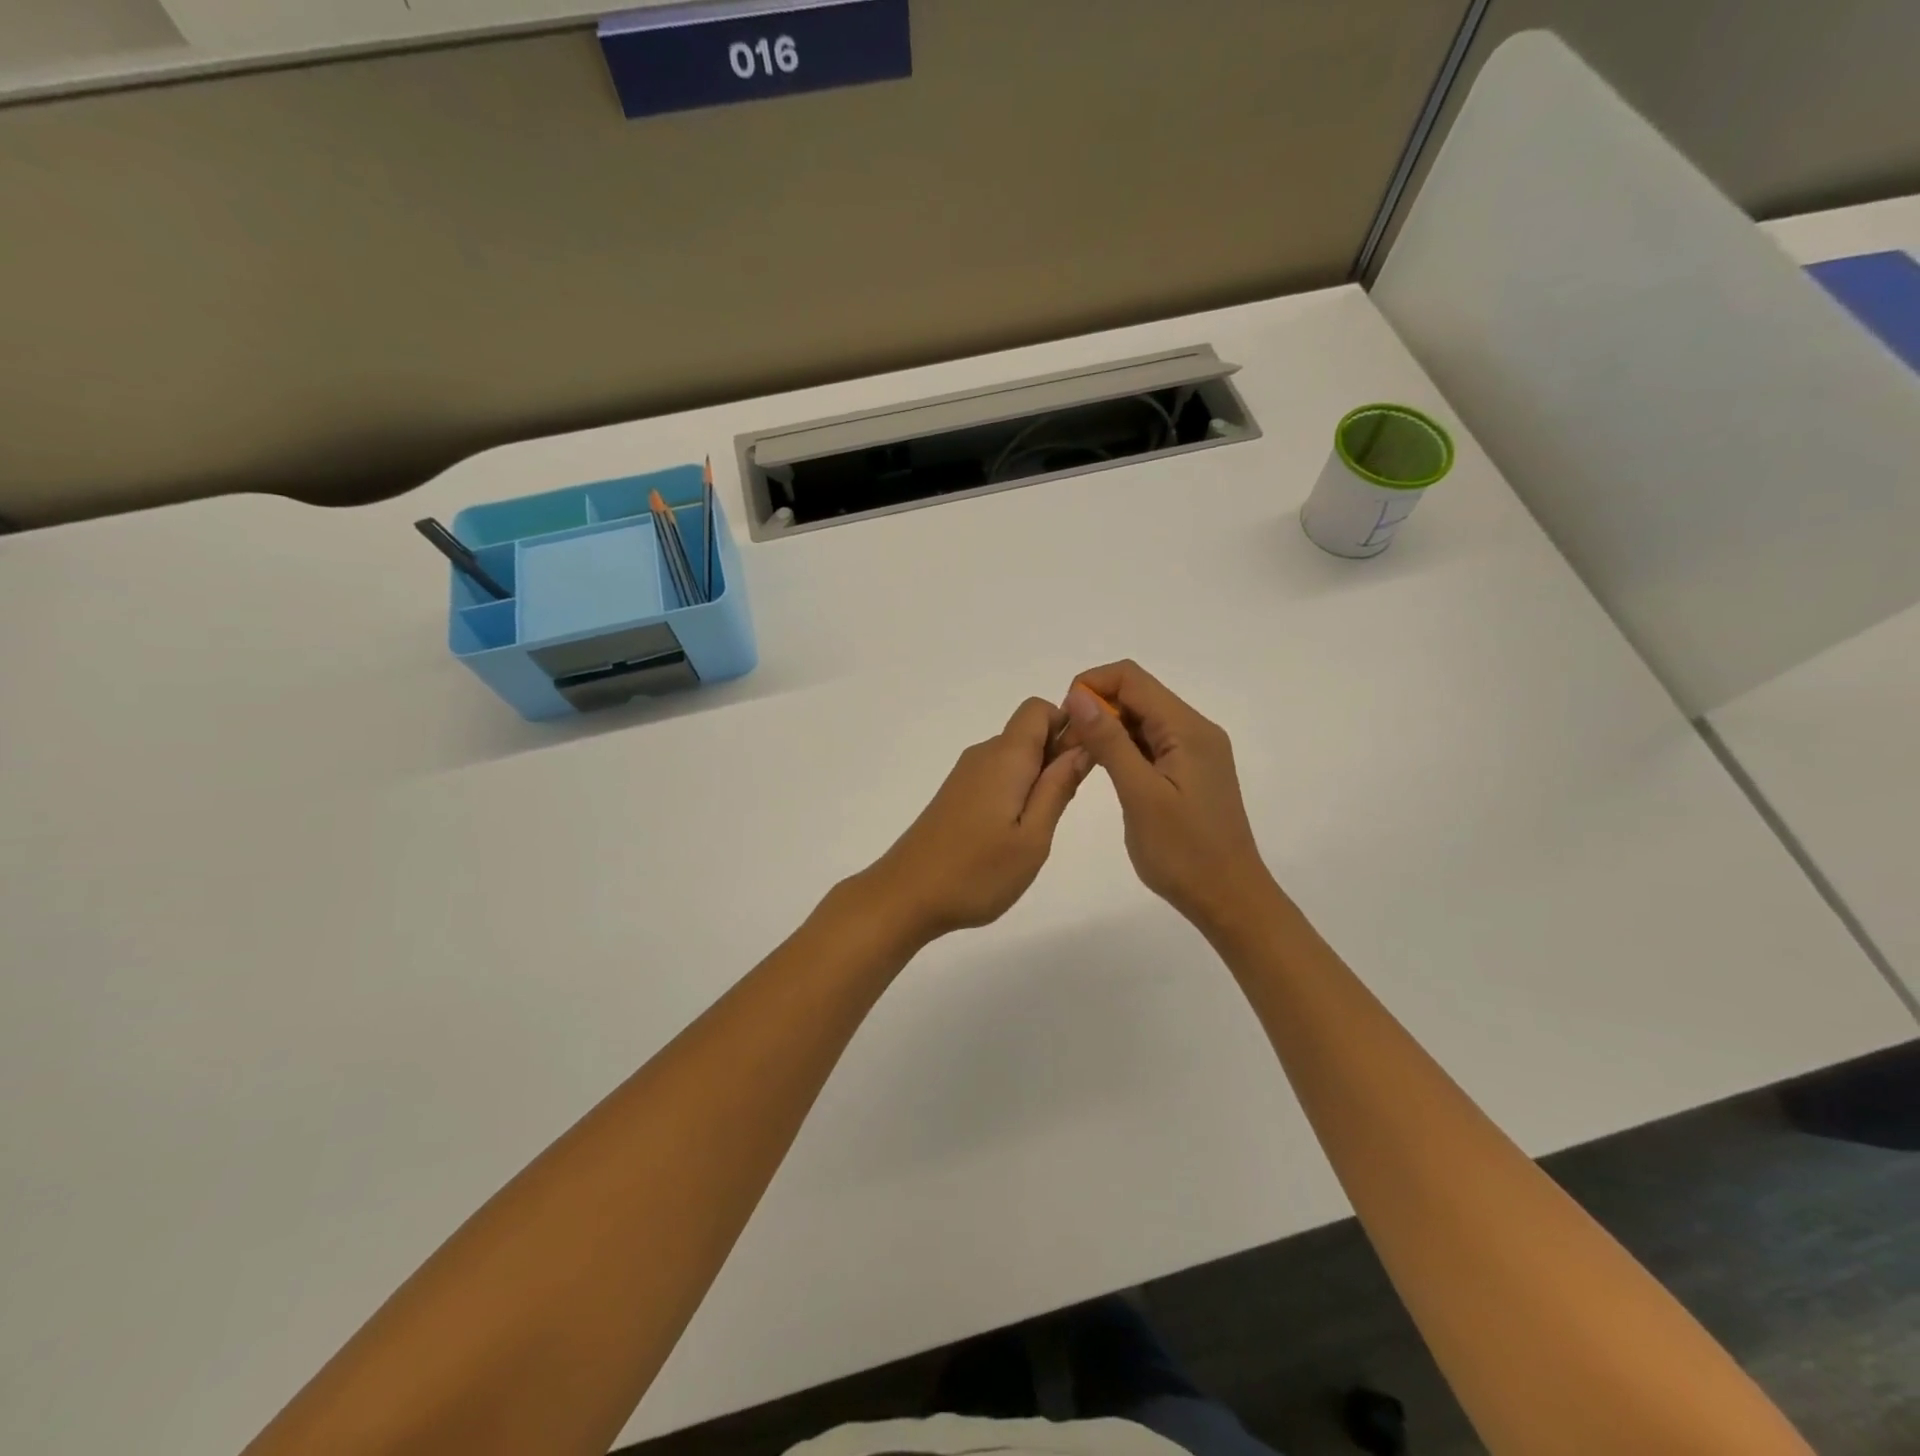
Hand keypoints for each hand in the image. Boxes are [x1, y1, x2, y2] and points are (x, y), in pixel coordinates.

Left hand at [853, 698, 1092, 946]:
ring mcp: (965, 775)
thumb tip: (1083, 746)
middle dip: (1056, 757)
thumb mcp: (1033, 837)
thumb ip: (1058, 788)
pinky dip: (1015, 793)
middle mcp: (983, 755)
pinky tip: (1012, 834)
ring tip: (1037, 829)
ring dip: (1036, 780)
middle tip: (1062, 809)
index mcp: (1005, 757)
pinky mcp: (955, 795)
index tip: (1081, 765)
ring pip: (1014, 758)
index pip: (1039, 709)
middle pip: (1029, 733)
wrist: (905, 895)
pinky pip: (996, 777)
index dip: (1067, 725)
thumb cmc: (977, 871)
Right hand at [1060, 660, 1280, 937]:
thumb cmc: (1183, 852)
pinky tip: (1104, 771)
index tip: (1066, 720)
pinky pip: (1151, 743)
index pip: (1132, 678)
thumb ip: (1109, 741)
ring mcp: (1195, 752)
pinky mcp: (1190, 772)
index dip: (1092, 686)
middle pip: (1138, 695)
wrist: (1229, 899)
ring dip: (1108, 729)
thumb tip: (1078, 695)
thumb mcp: (1139, 794)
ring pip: (1142, 719)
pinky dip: (1123, 748)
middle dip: (1097, 708)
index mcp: (1188, 729)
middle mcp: (1196, 730)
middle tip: (1067, 746)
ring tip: (1079, 759)